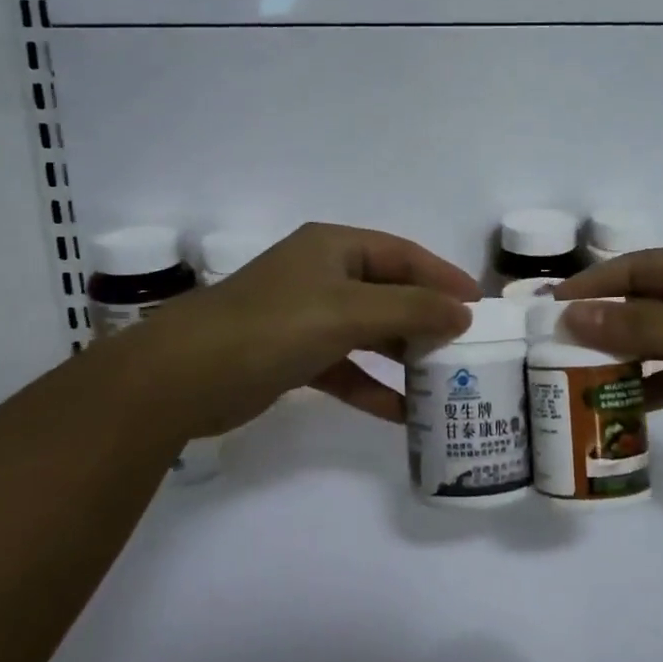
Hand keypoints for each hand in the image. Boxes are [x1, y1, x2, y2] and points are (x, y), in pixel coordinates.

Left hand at [149, 223, 477, 430]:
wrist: (183, 377)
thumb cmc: (274, 327)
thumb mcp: (350, 312)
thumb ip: (411, 310)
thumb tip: (463, 313)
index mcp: (334, 248)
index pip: (403, 254)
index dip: (443, 276)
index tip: (480, 304)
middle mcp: (322, 275)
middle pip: (388, 293)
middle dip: (426, 319)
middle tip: (466, 345)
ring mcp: (306, 316)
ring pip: (369, 332)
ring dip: (402, 355)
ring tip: (443, 379)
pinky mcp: (293, 356)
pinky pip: (346, 367)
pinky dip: (372, 386)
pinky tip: (401, 413)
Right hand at [556, 247, 662, 463]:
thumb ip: (636, 325)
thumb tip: (572, 316)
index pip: (633, 268)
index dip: (591, 284)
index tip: (549, 307)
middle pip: (639, 305)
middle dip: (600, 323)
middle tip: (553, 347)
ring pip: (652, 344)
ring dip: (619, 359)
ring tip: (574, 377)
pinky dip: (646, 389)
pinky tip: (617, 407)